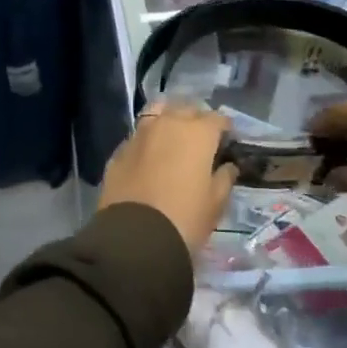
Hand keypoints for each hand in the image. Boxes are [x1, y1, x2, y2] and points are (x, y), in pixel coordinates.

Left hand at [99, 100, 237, 253]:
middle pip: (186, 109)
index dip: (225, 129)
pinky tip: (148, 159)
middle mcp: (168, 123)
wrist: (136, 237)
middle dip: (196, 120)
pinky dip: (147, 143)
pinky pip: (138, 137)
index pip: (218, 119)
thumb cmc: (186, 218)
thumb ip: (224, 178)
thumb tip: (227, 166)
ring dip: (168, 121)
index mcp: (197, 132)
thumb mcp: (216, 203)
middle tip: (201, 142)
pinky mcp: (119, 151)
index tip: (227, 143)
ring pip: (157, 114)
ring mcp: (139, 134)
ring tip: (173, 141)